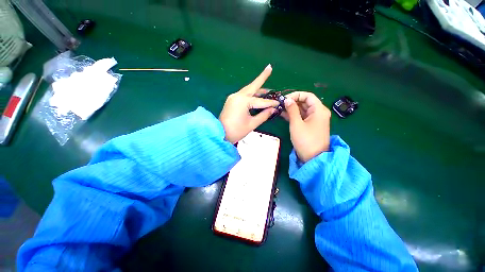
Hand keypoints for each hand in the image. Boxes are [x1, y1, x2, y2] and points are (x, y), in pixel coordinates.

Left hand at [219, 65, 279, 143]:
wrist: (219, 134)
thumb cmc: (236, 131)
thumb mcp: (252, 124)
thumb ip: (263, 115)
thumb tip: (273, 109)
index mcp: (243, 101)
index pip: (260, 101)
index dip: (270, 103)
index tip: (278, 103)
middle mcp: (237, 96)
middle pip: (252, 86)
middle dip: (261, 77)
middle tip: (269, 68)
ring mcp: (233, 97)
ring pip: (248, 90)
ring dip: (257, 88)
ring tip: (267, 89)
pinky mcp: (231, 100)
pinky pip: (244, 95)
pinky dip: (251, 94)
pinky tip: (257, 95)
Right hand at [281, 92, 330, 161]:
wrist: (313, 158)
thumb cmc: (305, 140)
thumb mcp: (296, 124)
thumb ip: (292, 110)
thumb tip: (287, 100)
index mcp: (319, 109)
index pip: (307, 96)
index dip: (295, 95)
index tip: (284, 99)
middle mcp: (318, 112)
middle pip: (305, 102)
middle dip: (292, 102)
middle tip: (280, 104)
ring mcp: (314, 119)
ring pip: (302, 109)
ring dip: (292, 108)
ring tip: (279, 108)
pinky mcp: (310, 125)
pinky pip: (302, 116)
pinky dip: (293, 115)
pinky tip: (283, 114)